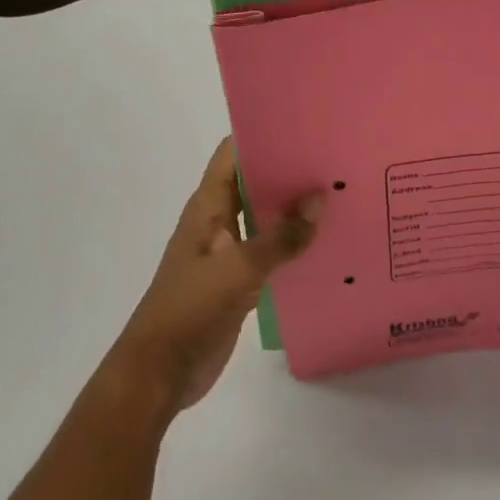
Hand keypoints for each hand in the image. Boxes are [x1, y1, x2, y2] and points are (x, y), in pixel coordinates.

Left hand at [106, 138, 321, 415]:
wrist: (160, 372)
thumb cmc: (190, 310)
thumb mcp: (238, 270)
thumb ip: (280, 237)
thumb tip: (320, 199)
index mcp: (207, 208)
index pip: (233, 155)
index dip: (263, 136)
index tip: (305, 126)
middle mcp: (217, 223)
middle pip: (254, 184)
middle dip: (289, 172)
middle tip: (335, 161)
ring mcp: (227, 253)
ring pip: (264, 219)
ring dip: (294, 210)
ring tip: (340, 196)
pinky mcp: (238, 282)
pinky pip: (270, 253)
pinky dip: (292, 246)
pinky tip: (325, 244)